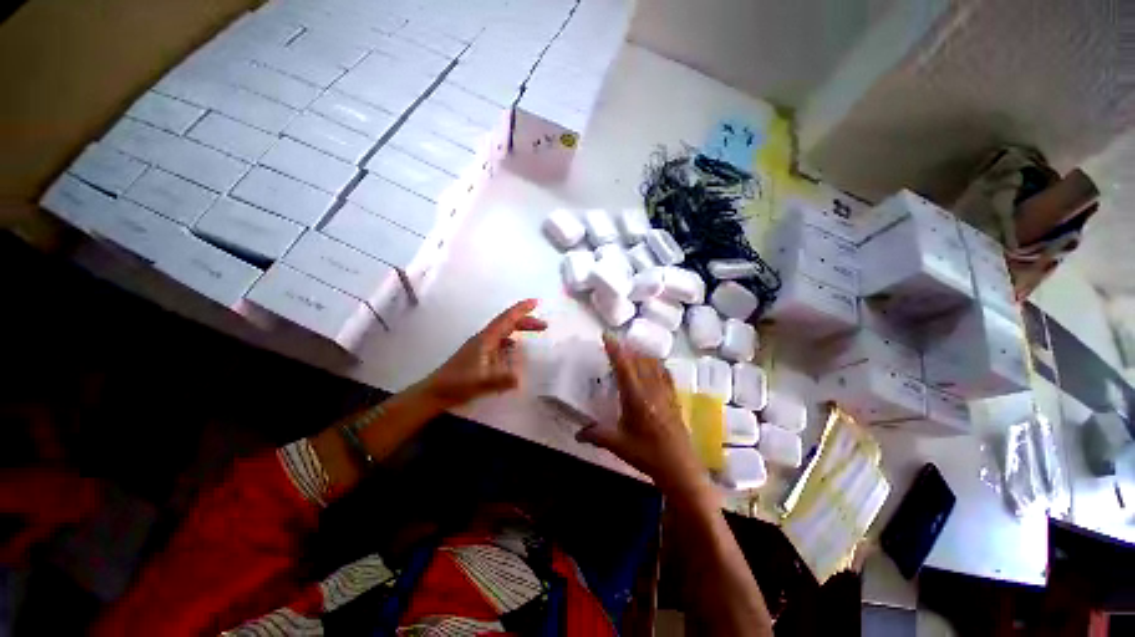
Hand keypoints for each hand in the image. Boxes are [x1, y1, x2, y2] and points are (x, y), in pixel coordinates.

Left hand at [422, 299, 547, 408]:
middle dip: (526, 322)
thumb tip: (521, 378)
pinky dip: (512, 344)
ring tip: (533, 335)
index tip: (536, 302)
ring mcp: (481, 348)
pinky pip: (500, 344)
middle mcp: (484, 340)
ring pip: (504, 334)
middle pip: (507, 324)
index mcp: (485, 340)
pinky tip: (516, 353)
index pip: (506, 319)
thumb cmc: (457, 384)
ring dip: (519, 331)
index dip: (521, 310)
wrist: (436, 392)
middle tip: (544, 326)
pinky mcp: (479, 356)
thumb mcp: (480, 382)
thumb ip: (500, 380)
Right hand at [578, 334, 705, 497]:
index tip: (607, 336)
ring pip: (653, 364)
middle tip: (614, 345)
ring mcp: (665, 392)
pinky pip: (665, 374)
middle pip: (639, 361)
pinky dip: (656, 364)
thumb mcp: (618, 444)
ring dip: (640, 355)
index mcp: (636, 397)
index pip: (624, 366)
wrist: (680, 468)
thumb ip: (596, 435)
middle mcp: (651, 389)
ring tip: (630, 353)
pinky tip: (652, 365)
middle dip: (626, 349)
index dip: (615, 349)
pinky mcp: (674, 398)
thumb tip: (576, 434)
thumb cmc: (647, 455)